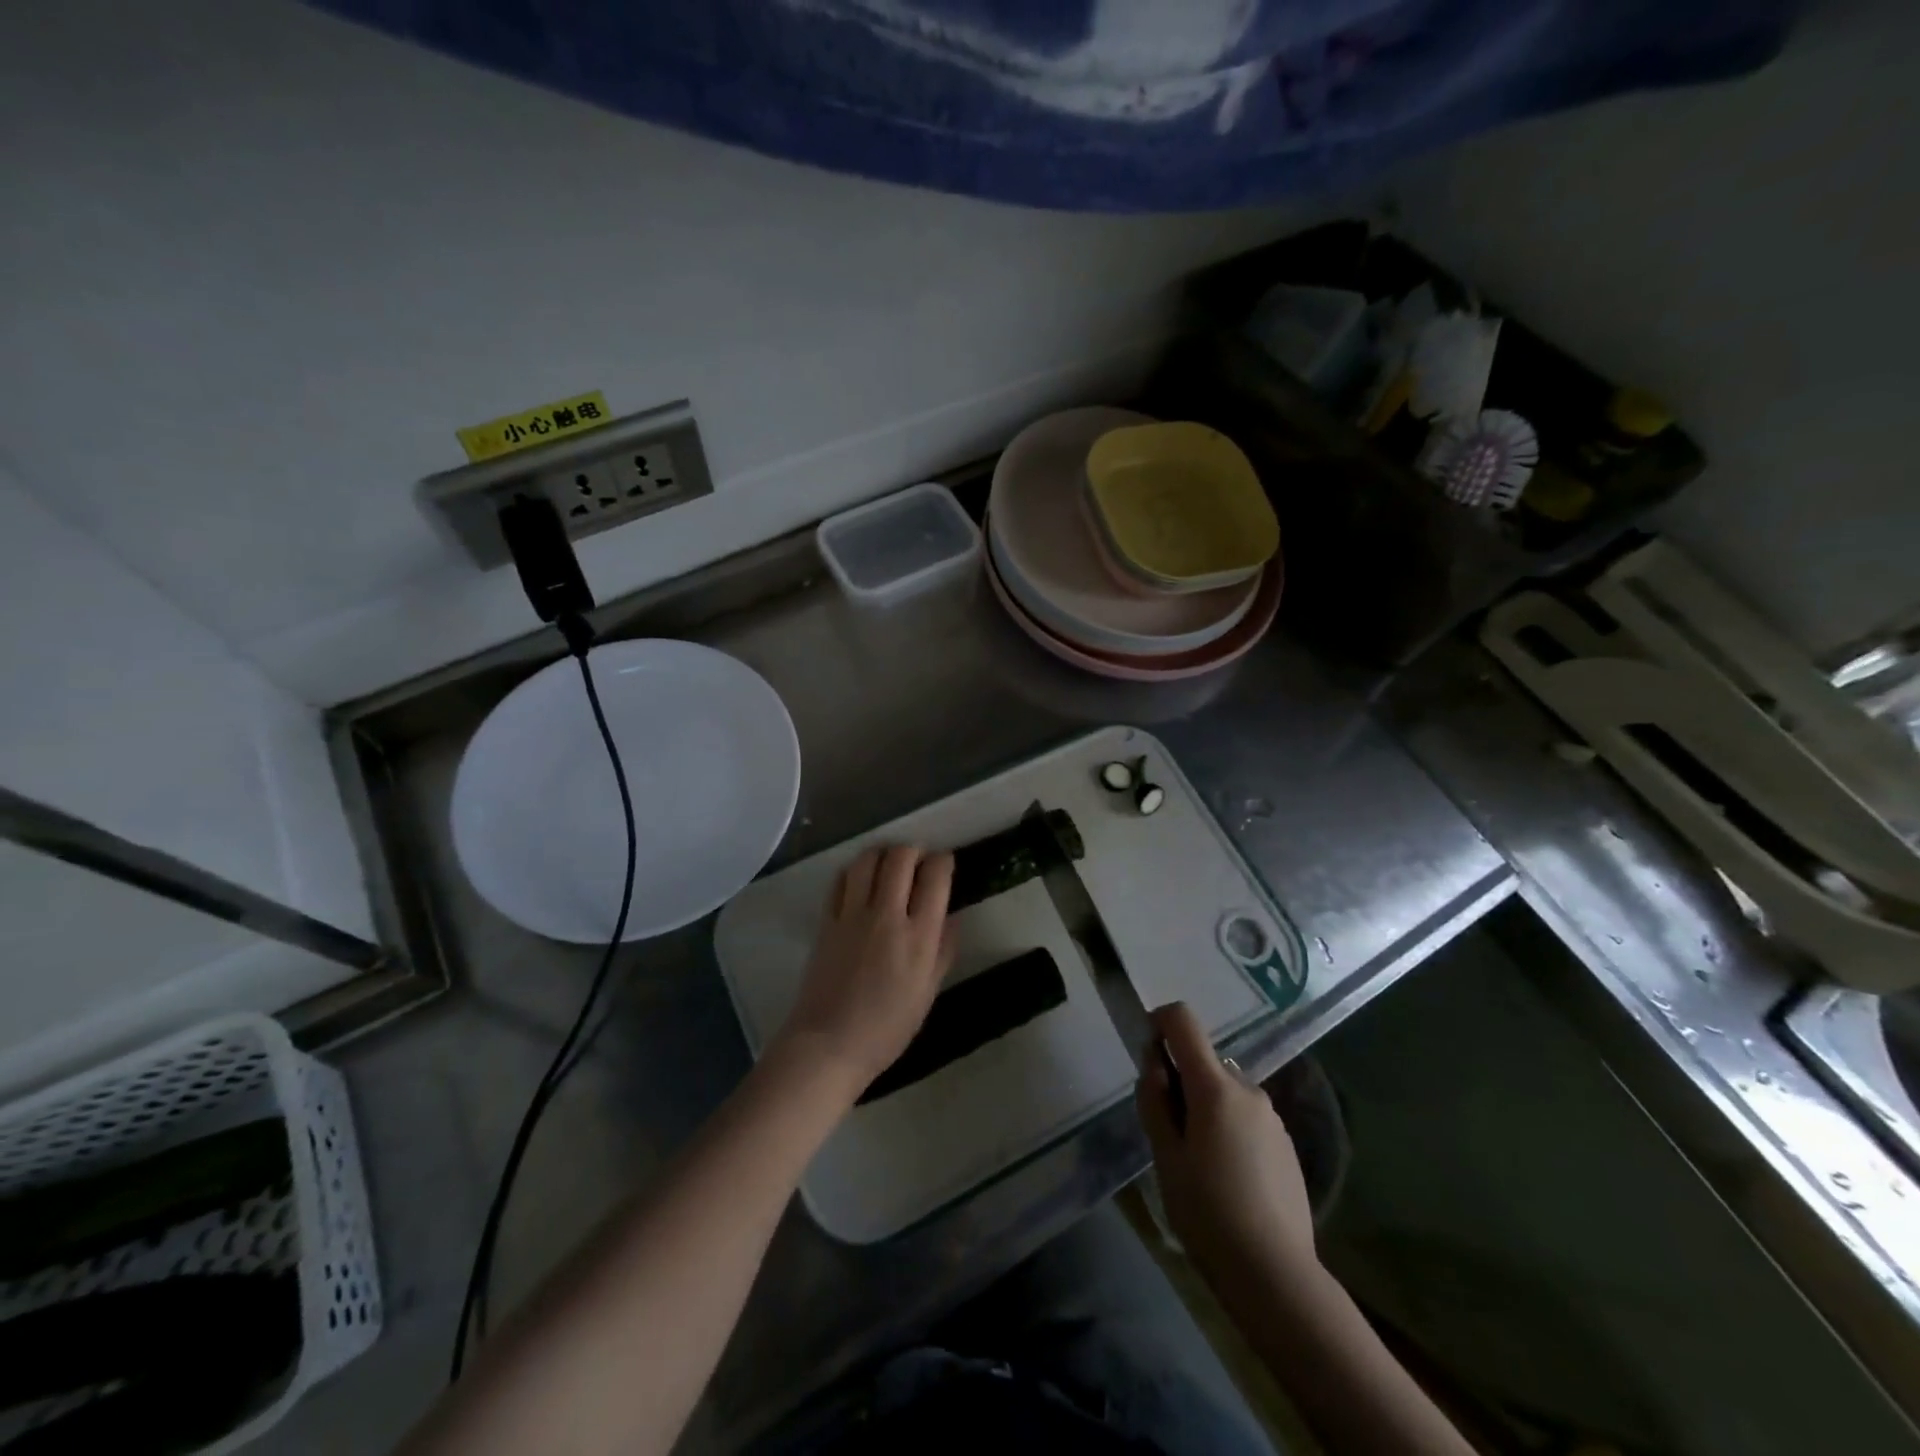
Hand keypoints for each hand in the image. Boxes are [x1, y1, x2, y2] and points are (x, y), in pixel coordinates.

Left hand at [773, 845, 955, 1095]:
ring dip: (883, 853)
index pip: (936, 877)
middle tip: (918, 861)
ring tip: (889, 865)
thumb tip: (952, 918)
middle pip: (901, 857)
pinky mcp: (827, 920)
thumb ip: (943, 950)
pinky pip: (841, 880)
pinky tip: (861, 881)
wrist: (829, 1044)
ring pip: (868, 859)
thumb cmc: (887, 1028)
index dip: (943, 862)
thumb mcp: (928, 993)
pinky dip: (855, 871)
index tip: (944, 864)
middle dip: (914, 851)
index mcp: (919, 935)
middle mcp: (887, 915)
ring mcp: (853, 914)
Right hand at [1137, 1002, 1317, 1286]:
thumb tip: (1155, 1063)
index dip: (1159, 1024)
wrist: (1276, 1275)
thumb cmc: (1208, 1212)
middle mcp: (1248, 1089)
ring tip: (1198, 1162)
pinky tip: (1228, 1177)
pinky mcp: (1286, 1144)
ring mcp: (1272, 1117)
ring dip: (1205, 1106)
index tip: (1149, 1060)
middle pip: (1204, 1060)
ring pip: (1225, 1091)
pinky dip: (1228, 1127)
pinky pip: (1246, 1116)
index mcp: (1215, 1087)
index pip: (1183, 1021)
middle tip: (1168, 1133)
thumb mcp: (1165, 1156)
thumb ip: (1155, 1100)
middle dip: (1181, 1081)